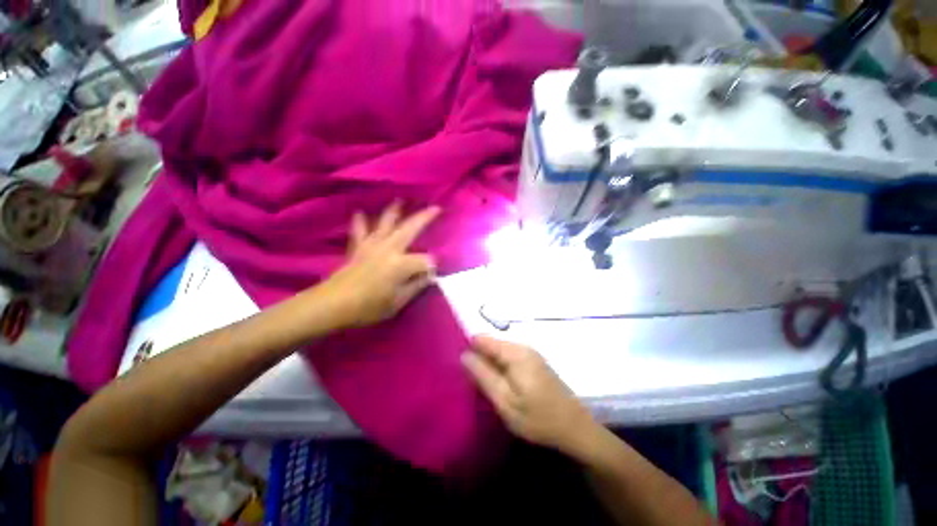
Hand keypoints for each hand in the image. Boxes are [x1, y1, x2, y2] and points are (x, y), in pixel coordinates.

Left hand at [319, 202, 439, 327]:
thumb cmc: (368, 307)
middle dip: (425, 217)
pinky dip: (360, 221)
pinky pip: (360, 230)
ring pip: (386, 222)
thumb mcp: (398, 302)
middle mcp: (389, 248)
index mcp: (401, 264)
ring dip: (395, 210)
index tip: (433, 275)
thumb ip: (416, 286)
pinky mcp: (358, 247)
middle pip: (411, 228)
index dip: (432, 266)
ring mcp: (372, 245)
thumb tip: (429, 276)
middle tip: (436, 208)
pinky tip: (359, 213)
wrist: (333, 305)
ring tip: (400, 200)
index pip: (426, 260)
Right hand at [461, 335, 595, 453]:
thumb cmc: (538, 417)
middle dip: (479, 357)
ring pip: (499, 351)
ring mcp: (530, 354)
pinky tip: (499, 383)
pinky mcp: (534, 362)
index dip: (468, 348)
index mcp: (514, 352)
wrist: (575, 428)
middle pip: (491, 344)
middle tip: (471, 380)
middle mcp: (522, 346)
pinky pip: (509, 358)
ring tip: (483, 383)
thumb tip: (464, 355)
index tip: (459, 365)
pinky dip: (500, 367)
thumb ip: (483, 375)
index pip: (482, 338)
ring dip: (489, 363)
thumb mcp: (504, 400)